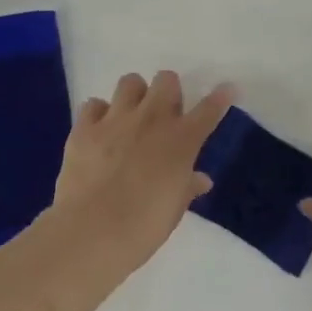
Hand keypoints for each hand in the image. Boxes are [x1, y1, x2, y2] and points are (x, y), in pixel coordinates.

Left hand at [49, 71, 233, 273]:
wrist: (94, 230)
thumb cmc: (145, 225)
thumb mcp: (175, 208)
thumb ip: (188, 186)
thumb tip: (201, 180)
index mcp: (181, 140)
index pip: (209, 109)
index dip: (220, 97)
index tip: (227, 89)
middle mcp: (151, 119)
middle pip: (167, 80)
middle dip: (168, 91)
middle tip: (164, 113)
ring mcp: (115, 119)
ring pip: (130, 82)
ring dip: (134, 95)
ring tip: (130, 116)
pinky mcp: (84, 128)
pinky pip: (93, 104)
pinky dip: (98, 114)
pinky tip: (99, 131)